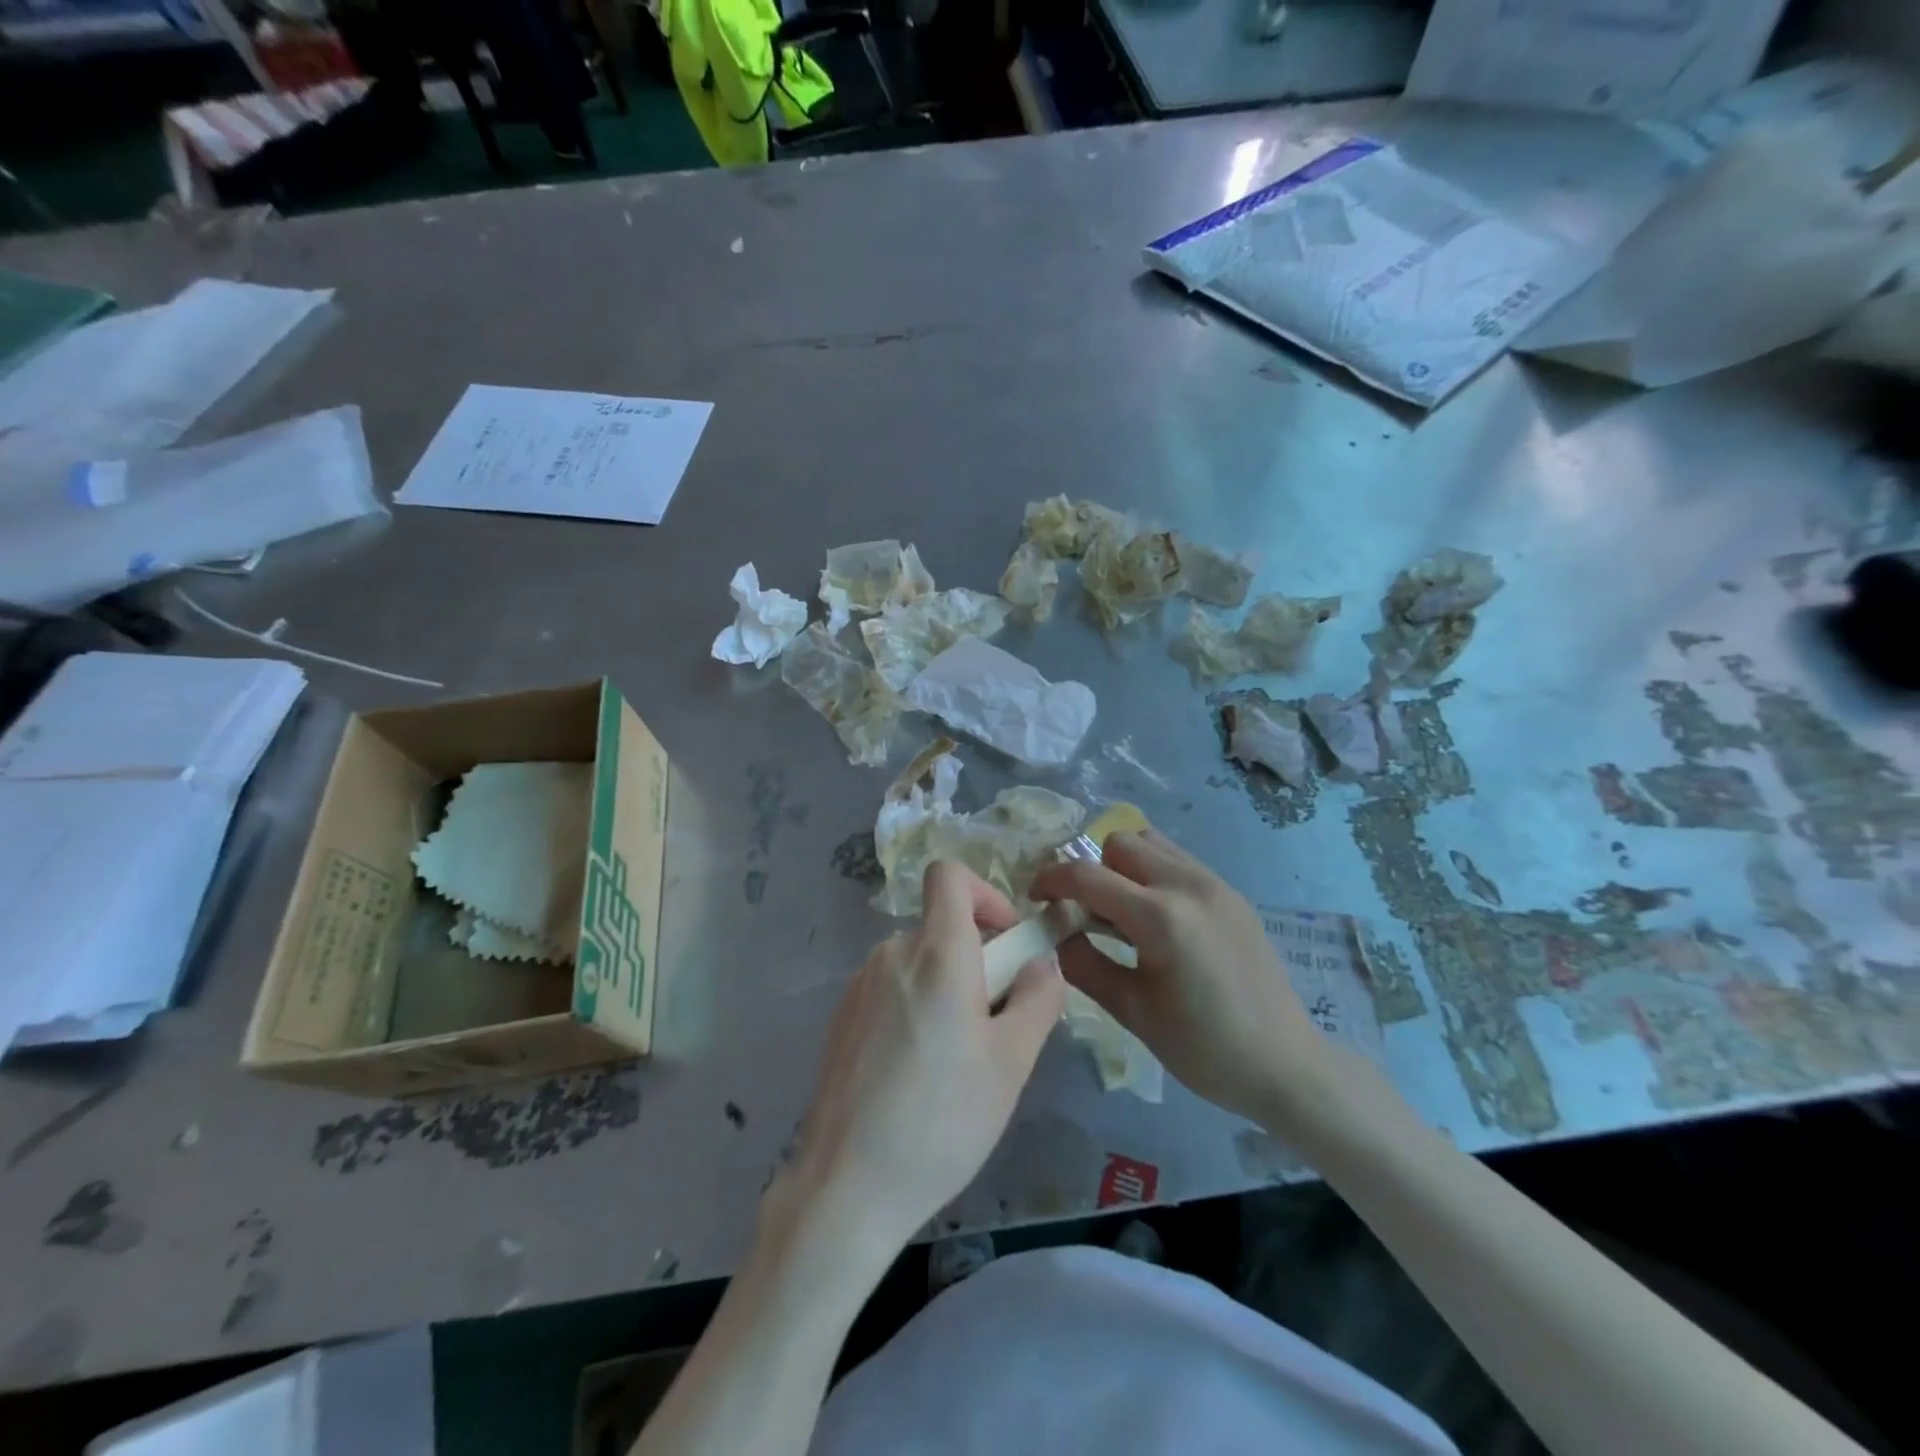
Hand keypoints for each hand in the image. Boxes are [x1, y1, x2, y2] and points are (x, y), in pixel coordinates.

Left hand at [778, 861, 1064, 1261]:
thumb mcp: (1012, 1062)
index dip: (985, 894)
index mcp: (935, 952)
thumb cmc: (942, 1119)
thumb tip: (1041, 962)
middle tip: (995, 1025)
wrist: (846, 1185)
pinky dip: (915, 1006)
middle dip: (978, 959)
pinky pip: (892, 989)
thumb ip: (1038, 997)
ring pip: (918, 961)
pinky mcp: (842, 1017)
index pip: (949, 874)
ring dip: (947, 987)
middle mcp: (891, 954)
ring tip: (957, 1059)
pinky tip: (917, 1073)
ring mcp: (860, 985)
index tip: (1007, 942)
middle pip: (941, 926)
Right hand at [1031, 829, 1334, 1128]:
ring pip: (1151, 842)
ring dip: (1124, 866)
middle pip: (1119, 842)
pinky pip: (1179, 860)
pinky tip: (1157, 918)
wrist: (1286, 1064)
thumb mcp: (1133, 1012)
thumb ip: (1085, 964)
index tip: (1035, 898)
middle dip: (1091, 869)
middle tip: (1085, 911)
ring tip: (1122, 911)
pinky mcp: (1231, 893)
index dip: (1051, 880)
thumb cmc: (1204, 1048)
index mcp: (1160, 917)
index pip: (1086, 875)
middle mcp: (1187, 884)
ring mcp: (1215, 883)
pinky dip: (1153, 873)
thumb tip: (1059, 934)